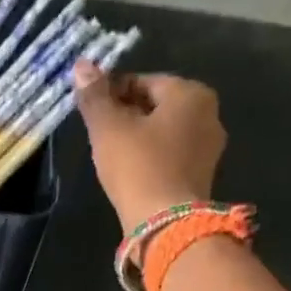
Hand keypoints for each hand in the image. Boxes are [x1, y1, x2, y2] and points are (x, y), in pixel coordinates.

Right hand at [73, 61, 226, 231]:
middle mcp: (208, 114)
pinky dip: (150, 158)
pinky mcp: (201, 176)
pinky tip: (129, 172)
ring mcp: (208, 148)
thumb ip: (95, 96)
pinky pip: (170, 156)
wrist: (166, 225)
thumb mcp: (109, 128)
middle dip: (126, 115)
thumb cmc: (138, 167)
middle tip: (98, 132)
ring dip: (137, 137)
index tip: (91, 109)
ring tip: (109, 154)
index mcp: (191, 93)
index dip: (112, 92)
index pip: (143, 81)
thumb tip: (82, 65)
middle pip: (156, 106)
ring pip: (163, 132)